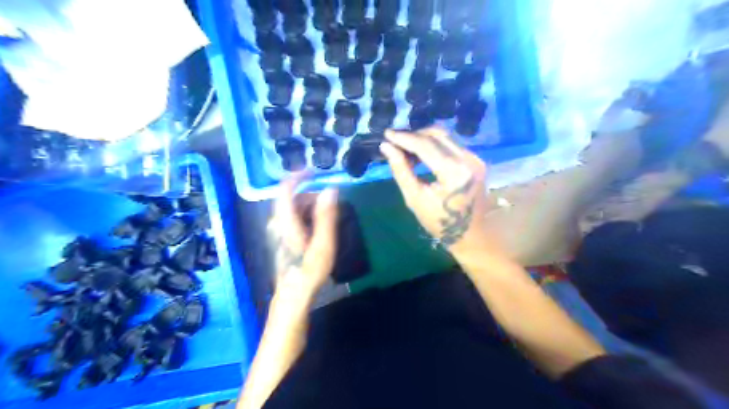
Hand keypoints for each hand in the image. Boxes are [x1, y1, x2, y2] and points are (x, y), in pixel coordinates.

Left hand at [268, 175, 339, 303]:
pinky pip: (293, 218)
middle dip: (311, 194)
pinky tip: (318, 228)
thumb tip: (331, 189)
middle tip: (331, 203)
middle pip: (292, 198)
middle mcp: (277, 222)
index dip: (299, 176)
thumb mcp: (323, 242)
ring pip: (293, 209)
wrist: (293, 295)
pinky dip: (306, 215)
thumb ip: (326, 215)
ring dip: (310, 206)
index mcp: (285, 220)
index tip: (315, 172)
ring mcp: (277, 231)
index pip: (286, 188)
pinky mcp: (281, 239)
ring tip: (328, 216)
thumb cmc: (308, 270)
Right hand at [382, 126, 488, 255]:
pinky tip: (422, 154)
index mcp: (453, 172)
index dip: (404, 137)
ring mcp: (475, 158)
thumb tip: (386, 146)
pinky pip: (452, 145)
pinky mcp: (476, 160)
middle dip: (413, 135)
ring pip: (445, 137)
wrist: (471, 234)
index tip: (387, 133)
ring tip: (406, 148)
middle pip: (436, 135)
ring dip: (424, 138)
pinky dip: (435, 145)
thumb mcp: (414, 198)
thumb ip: (401, 170)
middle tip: (395, 141)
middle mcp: (468, 159)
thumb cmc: (439, 221)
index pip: (425, 145)